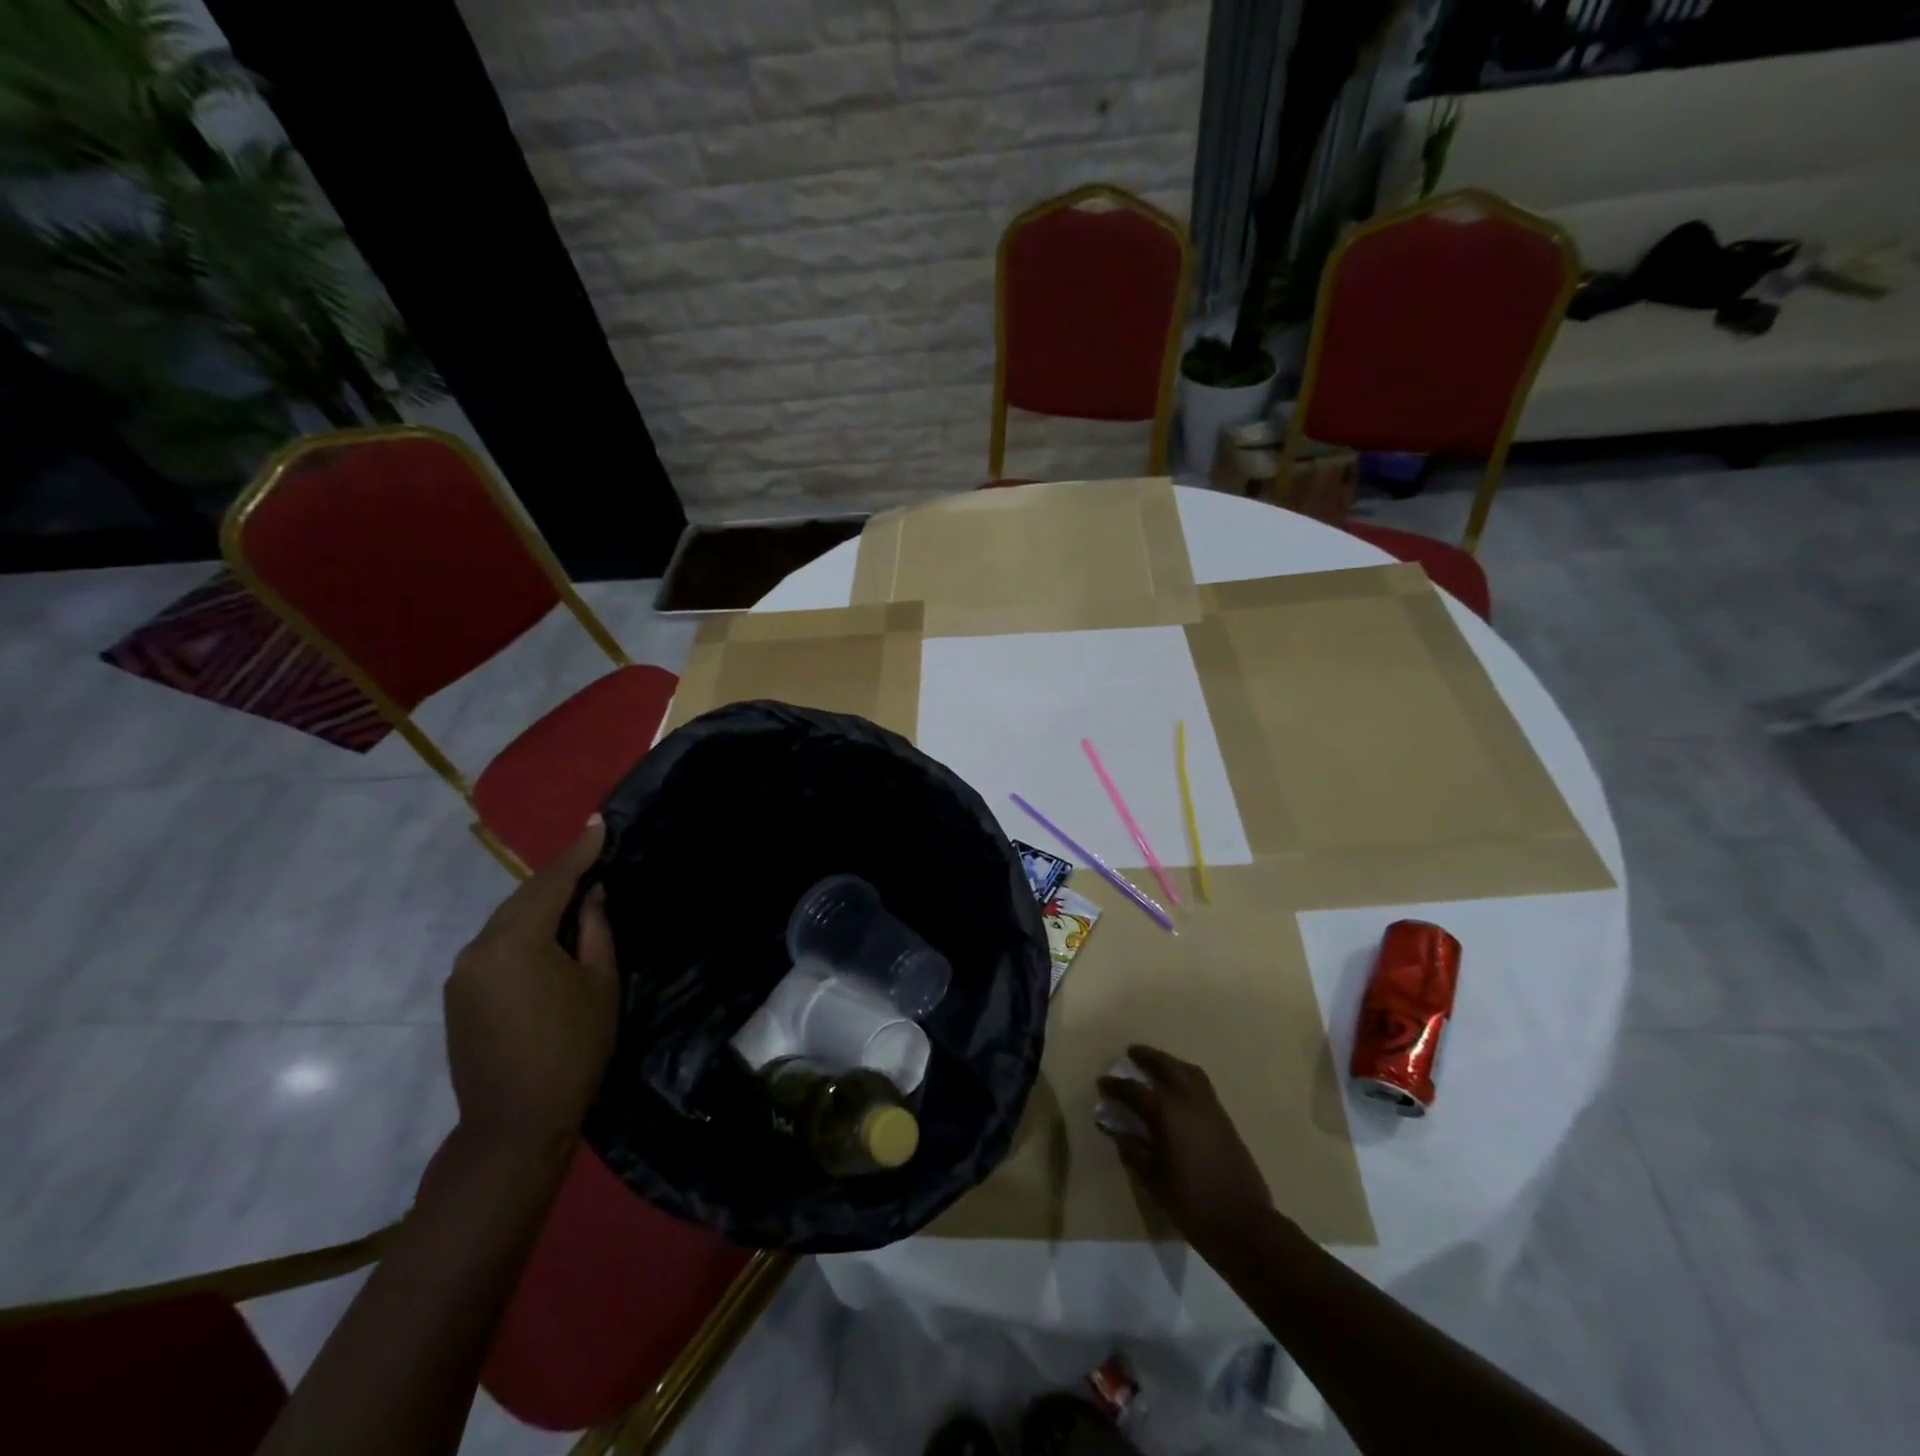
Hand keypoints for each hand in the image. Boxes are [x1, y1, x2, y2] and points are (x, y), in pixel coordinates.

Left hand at [444, 817, 617, 1163]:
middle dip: (559, 876)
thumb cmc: (572, 1049)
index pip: (552, 883)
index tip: (599, 823)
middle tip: (593, 854)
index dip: (579, 852)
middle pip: (524, 898)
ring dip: (540, 904)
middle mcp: (479, 948)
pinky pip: (495, 945)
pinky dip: (523, 931)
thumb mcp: (600, 984)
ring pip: (507, 921)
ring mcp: (462, 973)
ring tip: (576, 893)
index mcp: (516, 942)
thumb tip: (593, 894)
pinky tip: (547, 934)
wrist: (514, 1124)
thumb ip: (596, 930)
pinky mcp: (458, 995)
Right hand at [1097, 1044, 1275, 1260]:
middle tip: (1132, 1052)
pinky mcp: (1225, 1119)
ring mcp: (1210, 1107)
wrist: (1243, 1223)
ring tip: (1158, 1064)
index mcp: (1166, 1112)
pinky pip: (1202, 1085)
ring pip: (1188, 1071)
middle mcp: (1188, 1100)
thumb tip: (1115, 1129)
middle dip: (1147, 1057)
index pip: (1134, 1090)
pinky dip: (1187, 1077)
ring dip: (1170, 1063)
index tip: (1102, 1081)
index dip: (1116, 1085)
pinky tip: (1180, 1089)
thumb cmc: (1190, 1202)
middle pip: (1166, 1066)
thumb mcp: (1152, 1178)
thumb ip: (1132, 1149)